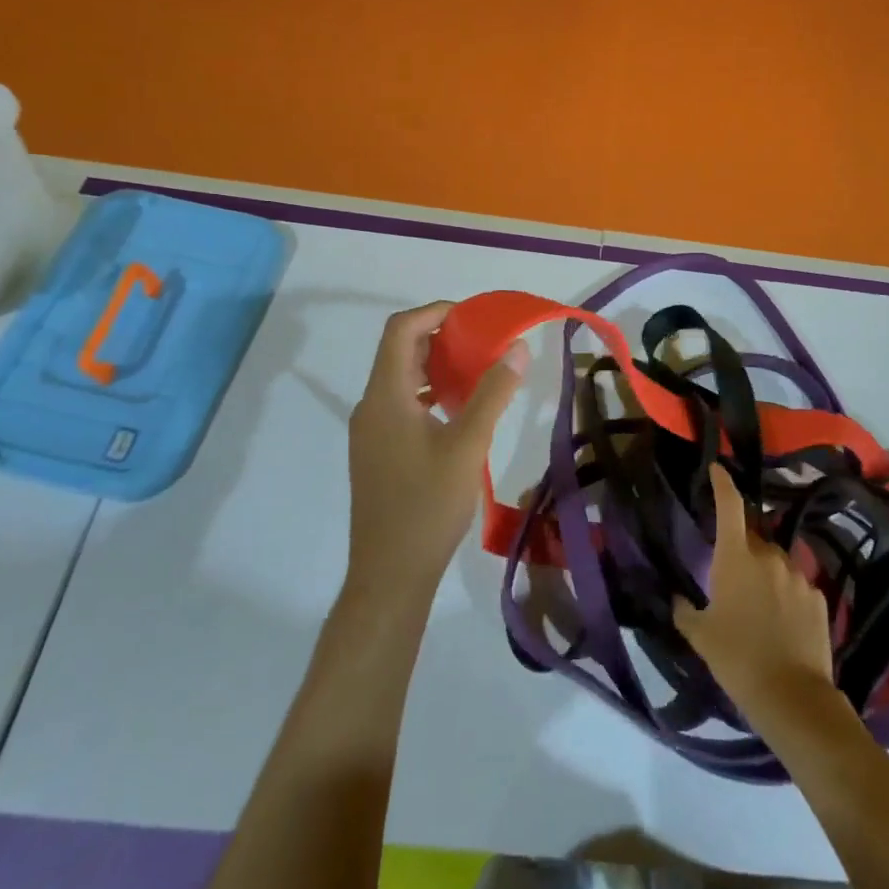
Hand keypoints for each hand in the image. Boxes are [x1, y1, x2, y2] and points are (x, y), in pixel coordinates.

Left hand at [345, 303, 528, 605]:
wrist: (390, 575)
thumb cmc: (428, 506)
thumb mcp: (468, 445)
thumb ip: (492, 393)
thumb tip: (517, 348)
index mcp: (385, 397)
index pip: (400, 330)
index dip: (435, 313)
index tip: (474, 317)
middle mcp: (370, 407)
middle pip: (399, 352)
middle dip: (441, 338)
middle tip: (483, 342)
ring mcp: (370, 432)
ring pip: (401, 380)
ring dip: (436, 366)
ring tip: (478, 371)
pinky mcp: (377, 452)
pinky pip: (401, 405)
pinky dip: (430, 394)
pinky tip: (459, 411)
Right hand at [674, 464, 840, 727]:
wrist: (792, 697)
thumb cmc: (736, 659)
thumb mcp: (700, 636)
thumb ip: (685, 611)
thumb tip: (677, 599)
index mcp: (736, 557)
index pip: (729, 506)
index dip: (722, 484)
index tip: (717, 469)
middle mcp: (769, 556)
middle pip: (752, 539)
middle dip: (741, 550)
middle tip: (730, 578)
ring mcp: (798, 575)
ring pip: (776, 562)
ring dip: (765, 573)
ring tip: (757, 606)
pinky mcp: (818, 597)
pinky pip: (796, 585)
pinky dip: (786, 594)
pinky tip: (782, 623)